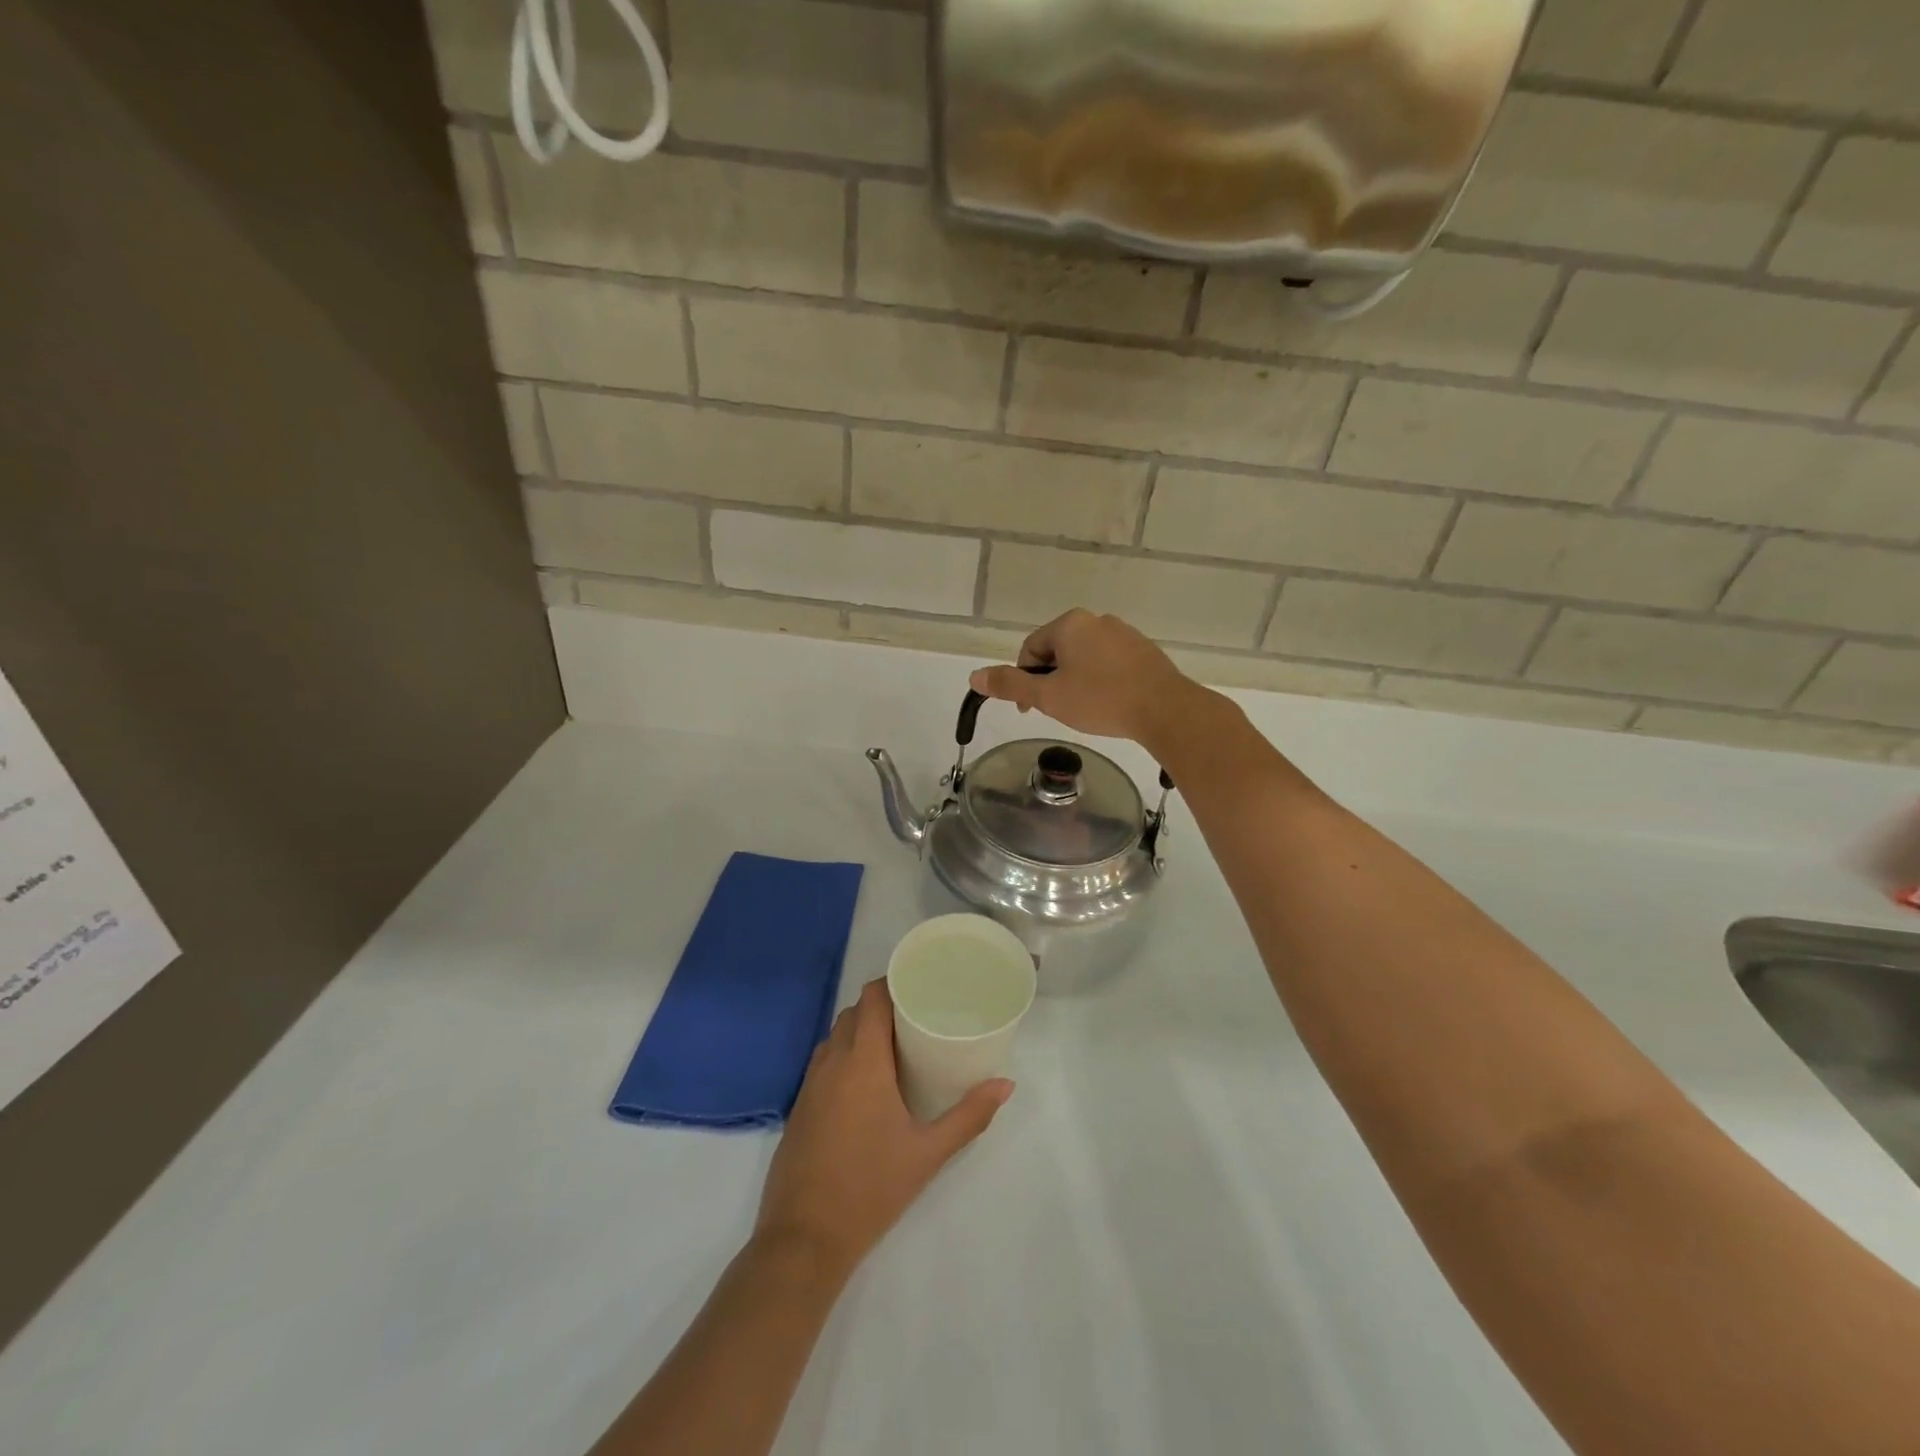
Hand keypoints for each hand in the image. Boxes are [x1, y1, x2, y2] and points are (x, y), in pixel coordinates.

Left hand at [755, 979, 1012, 1277]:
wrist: (803, 1239)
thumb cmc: (871, 1188)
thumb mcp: (928, 1153)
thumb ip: (969, 1115)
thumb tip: (1006, 1085)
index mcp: (862, 1061)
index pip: (871, 998)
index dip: (892, 982)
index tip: (919, 984)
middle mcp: (831, 1062)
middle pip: (853, 1013)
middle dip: (881, 1007)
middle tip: (916, 1017)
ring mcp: (809, 1085)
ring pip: (835, 1037)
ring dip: (860, 1031)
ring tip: (895, 1045)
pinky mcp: (799, 1107)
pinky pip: (824, 1062)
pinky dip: (844, 1056)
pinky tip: (866, 1083)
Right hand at [968, 609, 1206, 746]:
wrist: (1165, 709)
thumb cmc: (1100, 699)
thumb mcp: (1048, 696)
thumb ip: (1010, 684)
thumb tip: (974, 676)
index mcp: (1070, 624)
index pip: (1031, 649)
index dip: (1024, 680)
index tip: (1030, 709)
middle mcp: (1096, 620)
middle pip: (1057, 651)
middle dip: (1051, 680)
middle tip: (1058, 710)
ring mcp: (1124, 633)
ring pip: (1084, 658)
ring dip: (1075, 681)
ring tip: (1085, 710)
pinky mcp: (1144, 651)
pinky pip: (1110, 663)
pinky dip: (1101, 681)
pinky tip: (1109, 704)